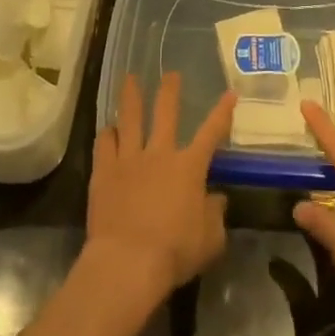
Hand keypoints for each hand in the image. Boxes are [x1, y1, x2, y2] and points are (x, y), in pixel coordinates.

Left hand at [85, 73, 235, 300]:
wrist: (128, 262)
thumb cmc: (175, 252)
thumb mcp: (210, 240)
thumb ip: (215, 215)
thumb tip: (217, 198)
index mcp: (189, 167)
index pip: (212, 132)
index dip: (222, 112)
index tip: (230, 93)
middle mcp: (160, 154)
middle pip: (166, 113)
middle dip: (170, 91)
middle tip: (171, 73)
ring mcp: (129, 159)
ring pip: (130, 119)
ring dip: (131, 97)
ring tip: (129, 78)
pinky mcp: (104, 172)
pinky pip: (105, 144)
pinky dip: (108, 134)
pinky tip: (107, 129)